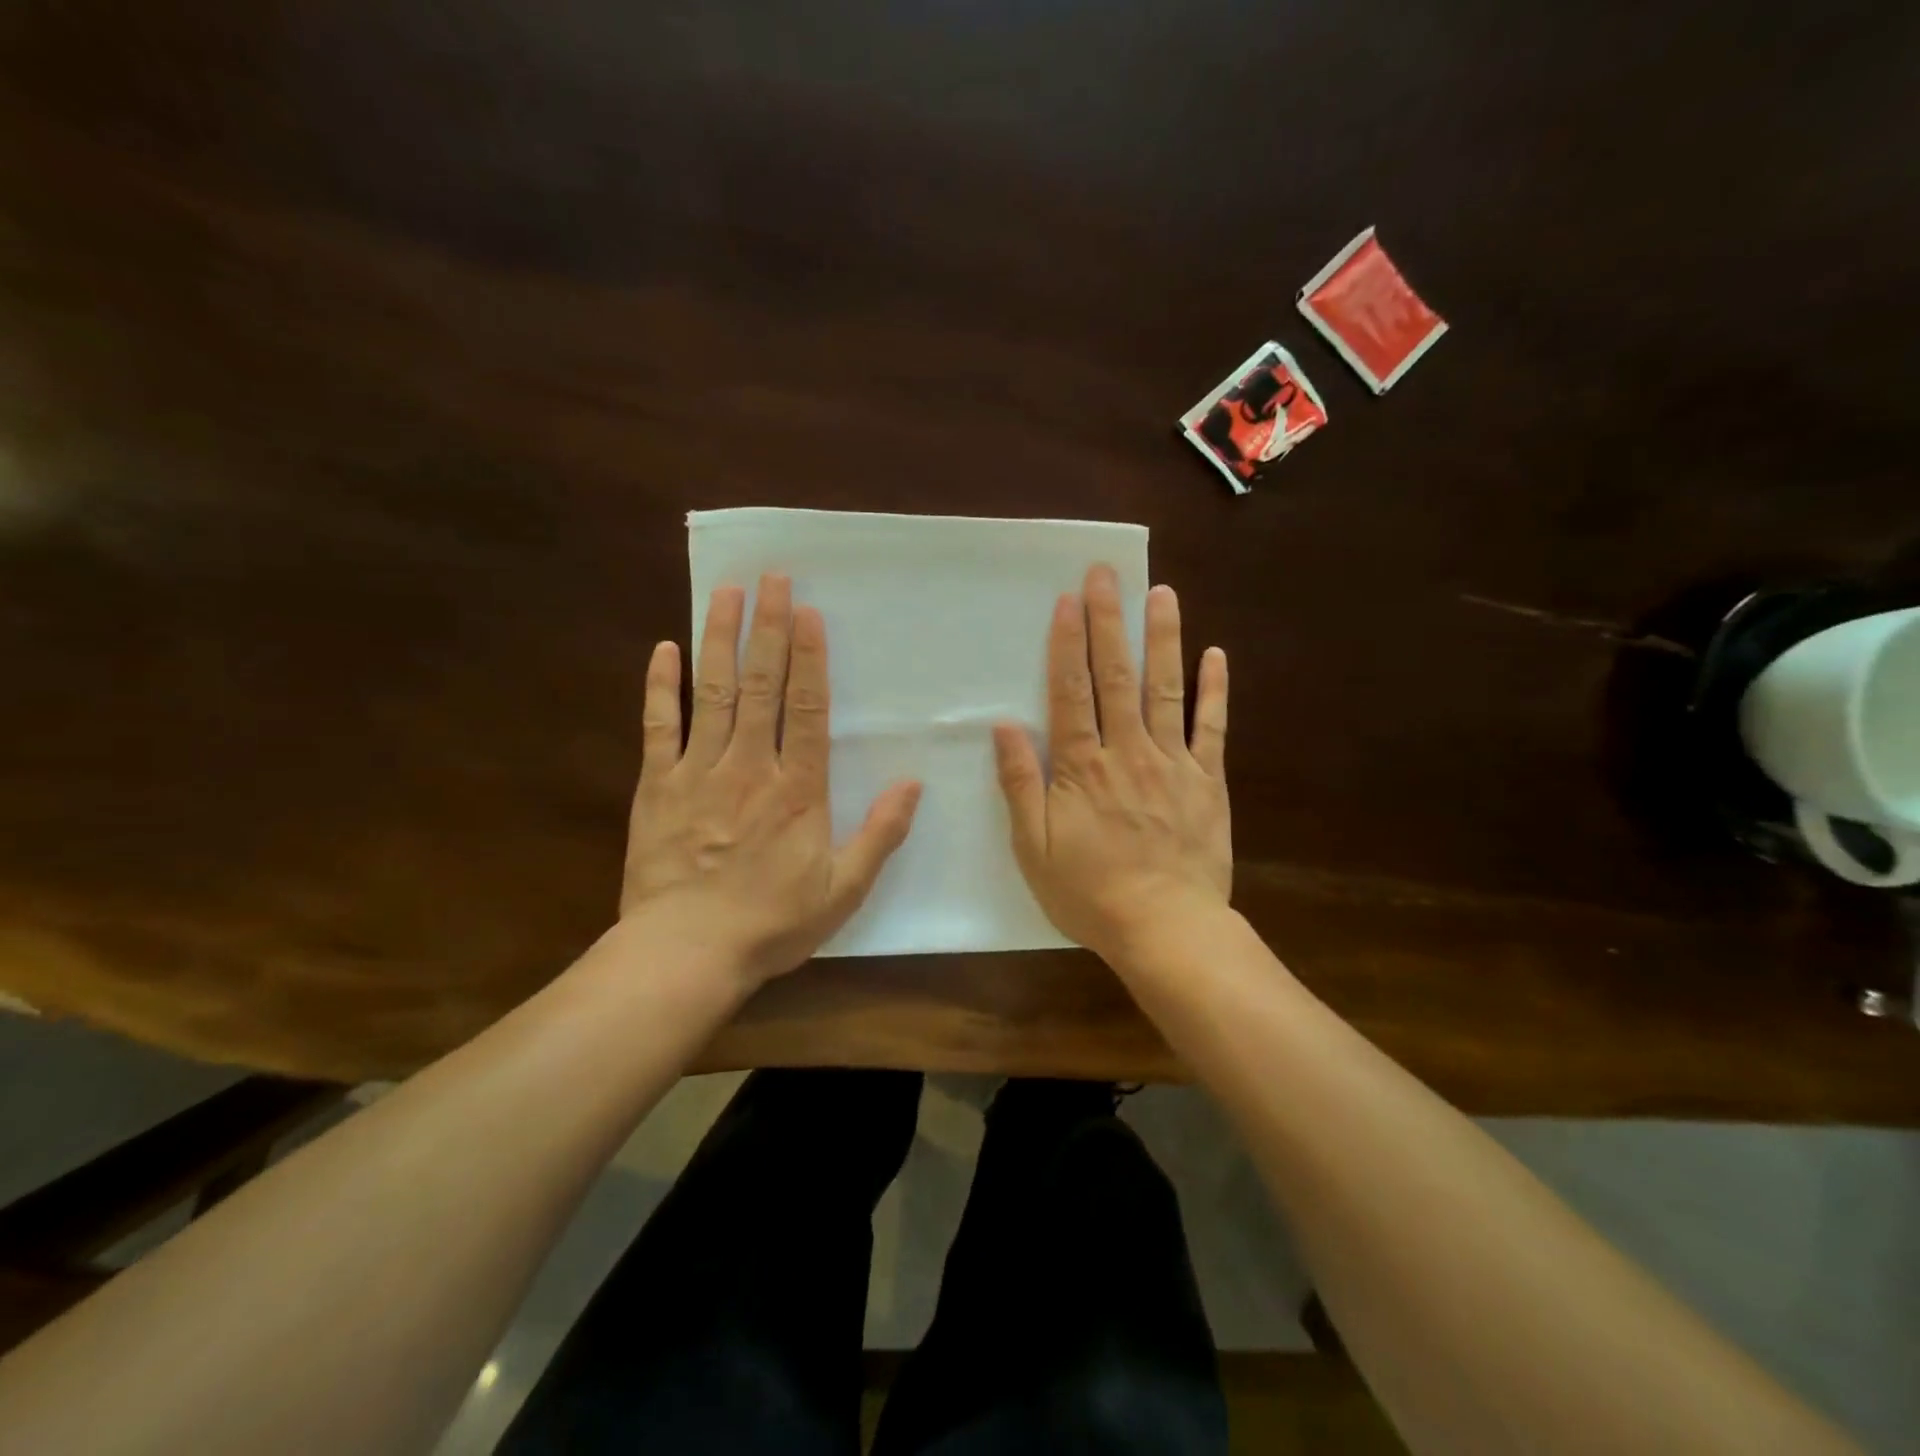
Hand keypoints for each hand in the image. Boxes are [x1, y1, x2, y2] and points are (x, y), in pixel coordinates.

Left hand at [621, 574, 921, 987]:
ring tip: (726, 593)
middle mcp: (749, 766)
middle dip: (768, 628)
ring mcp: (698, 772)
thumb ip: (880, 834)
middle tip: (772, 578)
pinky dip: (661, 687)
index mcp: (797, 789)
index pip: (806, 708)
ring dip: (720, 640)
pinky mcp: (656, 786)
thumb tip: (914, 784)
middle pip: (761, 686)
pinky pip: (659, 727)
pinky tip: (664, 650)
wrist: (687, 952)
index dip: (809, 657)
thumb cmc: (772, 922)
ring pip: (713, 693)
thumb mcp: (843, 889)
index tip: (808, 611)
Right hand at [993, 564, 1230, 964]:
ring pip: (1166, 690)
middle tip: (1107, 574)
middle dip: (1109, 622)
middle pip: (1116, 677)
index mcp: (1082, 768)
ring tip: (1162, 594)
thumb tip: (1004, 726)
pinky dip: (1215, 691)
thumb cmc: (1090, 892)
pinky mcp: (1208, 781)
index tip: (1068, 599)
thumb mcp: (1034, 847)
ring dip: (1163, 640)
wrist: (1165, 928)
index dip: (1067, 644)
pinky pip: (1213, 728)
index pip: (1071, 692)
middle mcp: (1128, 752)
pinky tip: (1216, 655)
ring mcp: (1173, 763)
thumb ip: (1021, 784)